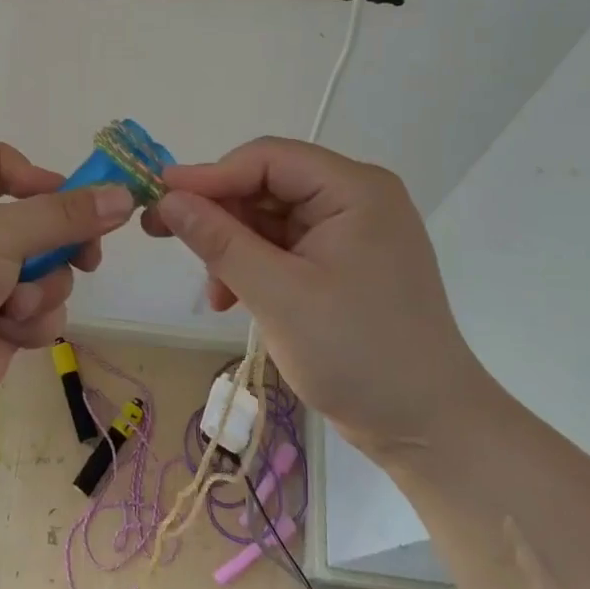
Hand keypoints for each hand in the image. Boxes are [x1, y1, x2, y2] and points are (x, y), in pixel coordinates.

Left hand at [0, 142, 135, 435]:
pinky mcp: (3, 323)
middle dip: (63, 243)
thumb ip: (66, 214)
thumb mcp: (0, 231)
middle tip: (86, 256)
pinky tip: (7, 331)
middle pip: (43, 220)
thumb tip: (124, 195)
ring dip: (41, 289)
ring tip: (11, 305)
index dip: (38, 176)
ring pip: (51, 270)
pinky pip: (43, 310)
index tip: (72, 198)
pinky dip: (32, 320)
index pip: (4, 163)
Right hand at [144, 137, 491, 452]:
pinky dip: (255, 267)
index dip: (210, 175)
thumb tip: (167, 199)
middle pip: (267, 186)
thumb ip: (219, 240)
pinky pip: (285, 247)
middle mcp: (355, 198)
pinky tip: (233, 299)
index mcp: (354, 189)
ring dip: (233, 248)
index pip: (268, 159)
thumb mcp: (278, 294)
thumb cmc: (358, 354)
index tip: (159, 196)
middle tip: (164, 235)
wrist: (430, 429)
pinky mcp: (344, 263)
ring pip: (270, 218)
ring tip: (213, 290)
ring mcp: (351, 232)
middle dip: (219, 215)